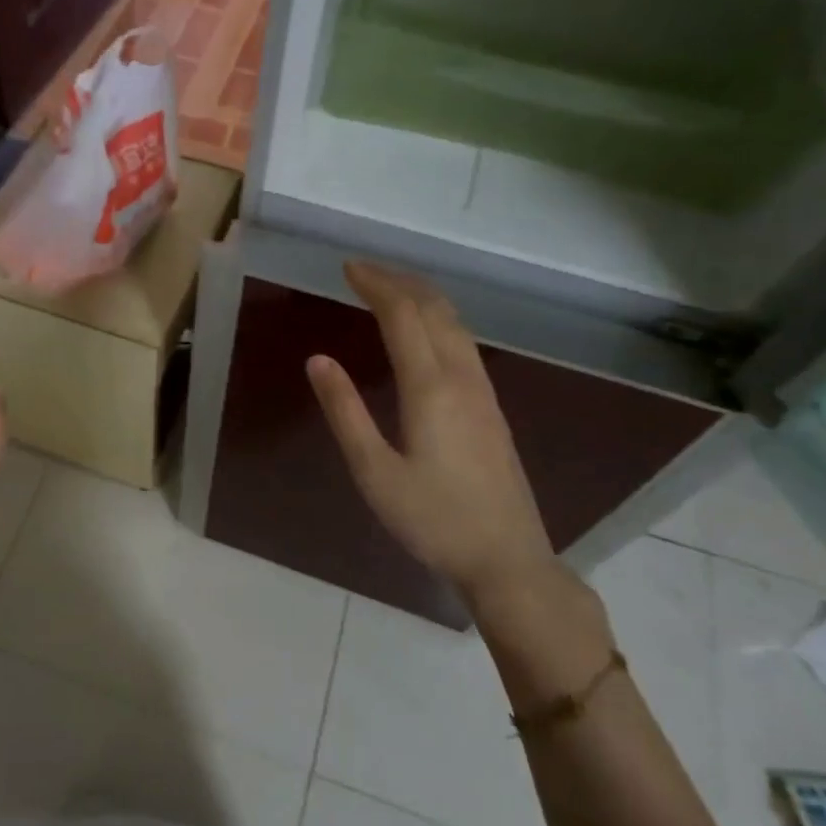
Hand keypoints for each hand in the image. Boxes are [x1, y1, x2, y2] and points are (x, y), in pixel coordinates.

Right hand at [305, 261, 557, 613]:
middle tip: (363, 270)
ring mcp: (483, 391)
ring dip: (421, 296)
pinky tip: (425, 330)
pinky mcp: (491, 407)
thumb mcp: (374, 471)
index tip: (347, 268)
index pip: (403, 315)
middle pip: (434, 309)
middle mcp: (461, 377)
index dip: (376, 285)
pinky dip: (438, 318)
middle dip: (398, 280)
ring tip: (389, 288)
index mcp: (430, 388)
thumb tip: (318, 360)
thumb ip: (345, 412)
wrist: (506, 557)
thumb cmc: (432, 519)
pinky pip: (464, 341)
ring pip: (455, 323)